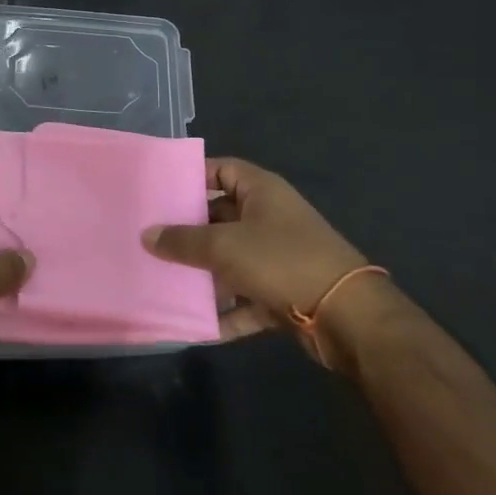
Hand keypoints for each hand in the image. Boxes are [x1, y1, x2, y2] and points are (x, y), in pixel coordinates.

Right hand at [144, 158, 385, 368]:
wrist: (348, 318)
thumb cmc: (282, 261)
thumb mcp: (225, 246)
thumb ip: (183, 241)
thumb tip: (147, 235)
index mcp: (261, 191)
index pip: (220, 169)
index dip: (191, 175)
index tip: (158, 189)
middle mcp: (270, 218)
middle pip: (221, 216)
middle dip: (188, 230)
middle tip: (149, 238)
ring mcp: (278, 257)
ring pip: (231, 260)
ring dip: (204, 274)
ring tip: (163, 280)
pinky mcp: (284, 293)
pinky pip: (246, 298)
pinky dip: (226, 311)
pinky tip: (197, 325)